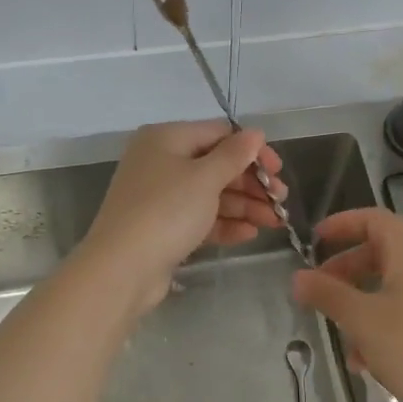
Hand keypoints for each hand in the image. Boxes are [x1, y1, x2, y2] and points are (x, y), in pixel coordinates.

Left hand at [78, 120, 284, 313]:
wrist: (122, 268)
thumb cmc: (166, 211)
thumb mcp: (205, 178)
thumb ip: (234, 155)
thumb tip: (254, 133)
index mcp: (166, 139)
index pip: (218, 134)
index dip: (251, 150)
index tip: (277, 170)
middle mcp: (160, 162)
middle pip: (216, 165)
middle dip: (251, 183)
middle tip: (280, 201)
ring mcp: (159, 196)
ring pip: (210, 194)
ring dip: (244, 206)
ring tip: (274, 222)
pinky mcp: (162, 227)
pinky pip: (199, 218)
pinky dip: (224, 223)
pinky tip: (250, 234)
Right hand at [291, 207, 402, 401]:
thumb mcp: (361, 320)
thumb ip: (326, 294)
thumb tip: (298, 277)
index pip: (374, 219)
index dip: (341, 224)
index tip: (314, 242)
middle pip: (380, 253)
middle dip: (344, 271)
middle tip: (318, 293)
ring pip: (390, 287)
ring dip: (359, 305)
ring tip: (342, 339)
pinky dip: (381, 325)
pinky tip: (366, 362)